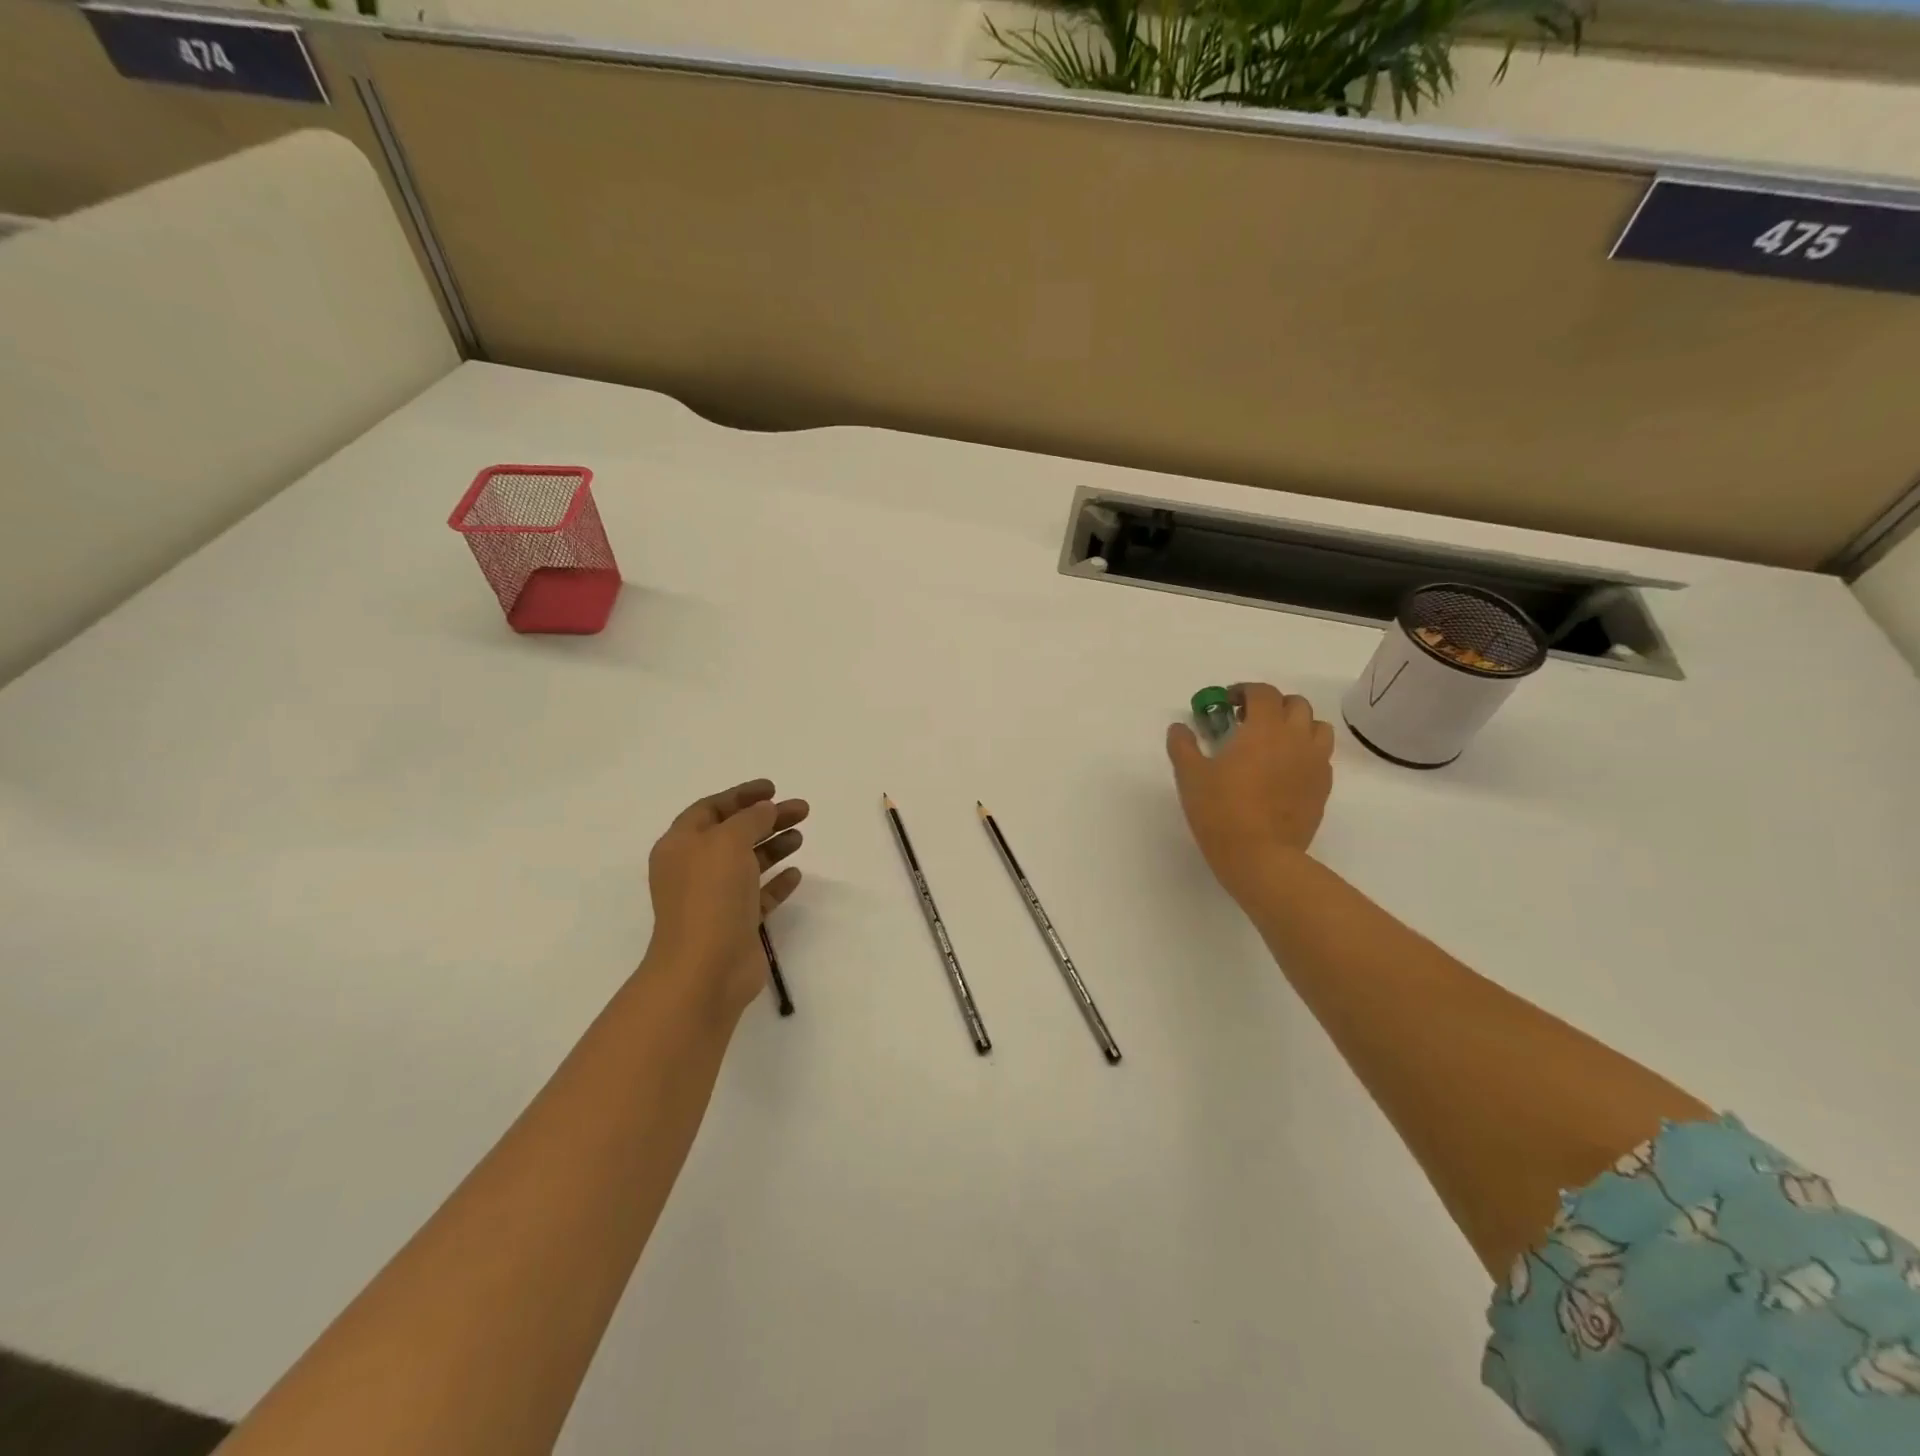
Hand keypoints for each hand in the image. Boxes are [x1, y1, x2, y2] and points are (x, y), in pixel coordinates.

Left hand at [645, 779, 808, 1020]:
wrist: (705, 969)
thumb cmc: (710, 896)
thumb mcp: (728, 842)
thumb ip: (750, 818)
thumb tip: (765, 809)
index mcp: (681, 845)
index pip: (710, 809)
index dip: (741, 795)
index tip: (773, 788)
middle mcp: (695, 869)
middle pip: (734, 833)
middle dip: (766, 818)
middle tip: (801, 809)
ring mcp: (715, 898)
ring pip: (748, 863)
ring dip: (773, 846)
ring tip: (800, 836)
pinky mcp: (736, 924)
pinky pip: (758, 895)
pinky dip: (776, 882)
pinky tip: (795, 873)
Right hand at [1166, 683, 1333, 906]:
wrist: (1260, 856)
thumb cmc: (1221, 810)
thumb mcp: (1190, 776)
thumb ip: (1183, 745)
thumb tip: (1179, 728)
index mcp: (1264, 728)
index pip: (1263, 693)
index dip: (1244, 691)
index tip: (1227, 702)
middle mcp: (1296, 738)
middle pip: (1296, 704)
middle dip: (1273, 705)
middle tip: (1249, 721)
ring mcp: (1314, 763)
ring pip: (1317, 728)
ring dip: (1297, 725)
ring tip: (1274, 742)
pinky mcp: (1323, 788)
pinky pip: (1321, 757)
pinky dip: (1305, 753)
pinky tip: (1284, 771)